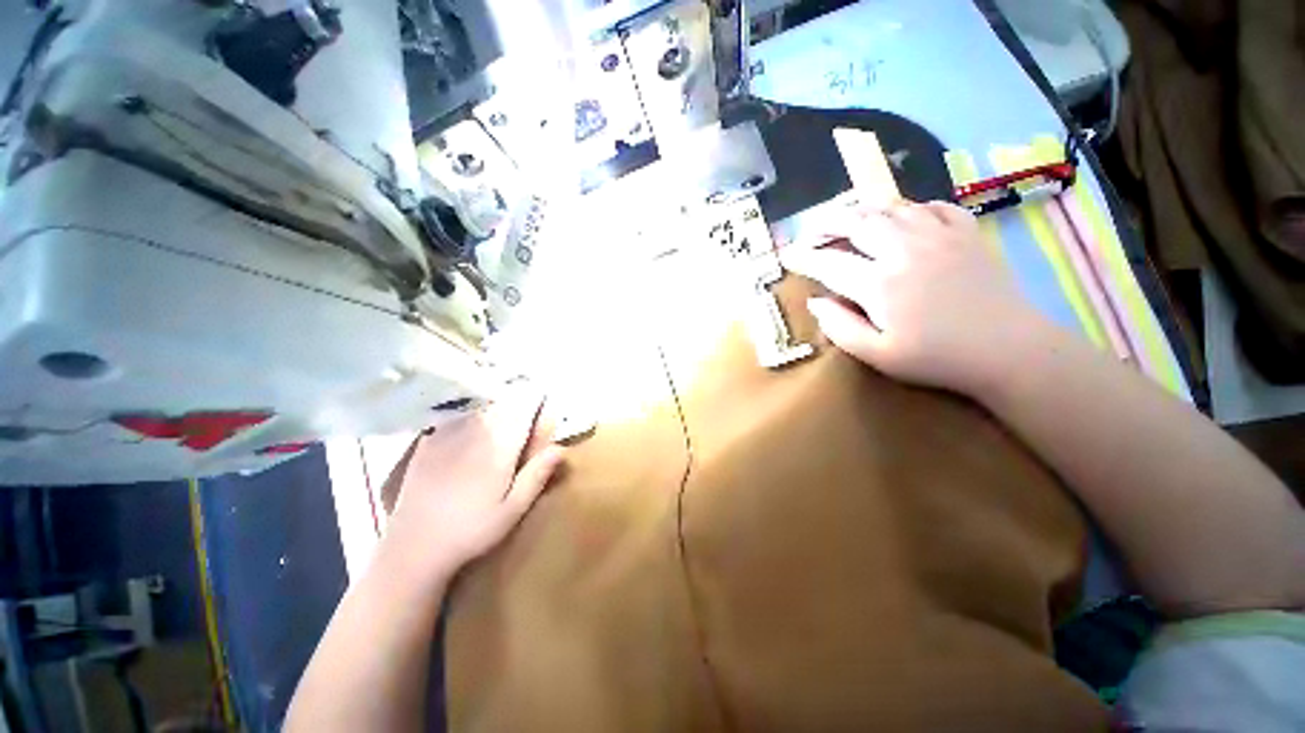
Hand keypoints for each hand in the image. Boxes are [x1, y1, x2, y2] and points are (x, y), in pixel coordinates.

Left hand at [382, 387, 565, 582]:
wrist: (412, 546)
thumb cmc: (471, 530)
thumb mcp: (513, 509)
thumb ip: (538, 473)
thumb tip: (561, 446)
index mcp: (500, 444)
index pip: (525, 405)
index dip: (538, 400)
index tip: (545, 404)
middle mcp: (476, 429)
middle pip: (506, 401)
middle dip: (520, 403)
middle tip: (526, 421)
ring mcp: (450, 431)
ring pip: (484, 405)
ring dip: (499, 406)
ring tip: (503, 421)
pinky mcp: (430, 438)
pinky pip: (460, 414)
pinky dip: (474, 414)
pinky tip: (473, 432)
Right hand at [780, 201, 1043, 394]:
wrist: (1009, 350)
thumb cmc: (937, 359)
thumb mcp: (878, 355)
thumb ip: (840, 328)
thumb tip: (815, 302)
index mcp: (880, 284)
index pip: (830, 262)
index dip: (804, 258)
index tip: (787, 256)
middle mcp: (904, 250)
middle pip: (857, 222)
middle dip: (827, 223)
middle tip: (812, 231)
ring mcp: (939, 236)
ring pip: (891, 208)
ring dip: (863, 211)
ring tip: (847, 219)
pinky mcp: (966, 234)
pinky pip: (934, 206)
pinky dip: (912, 208)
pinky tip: (904, 218)